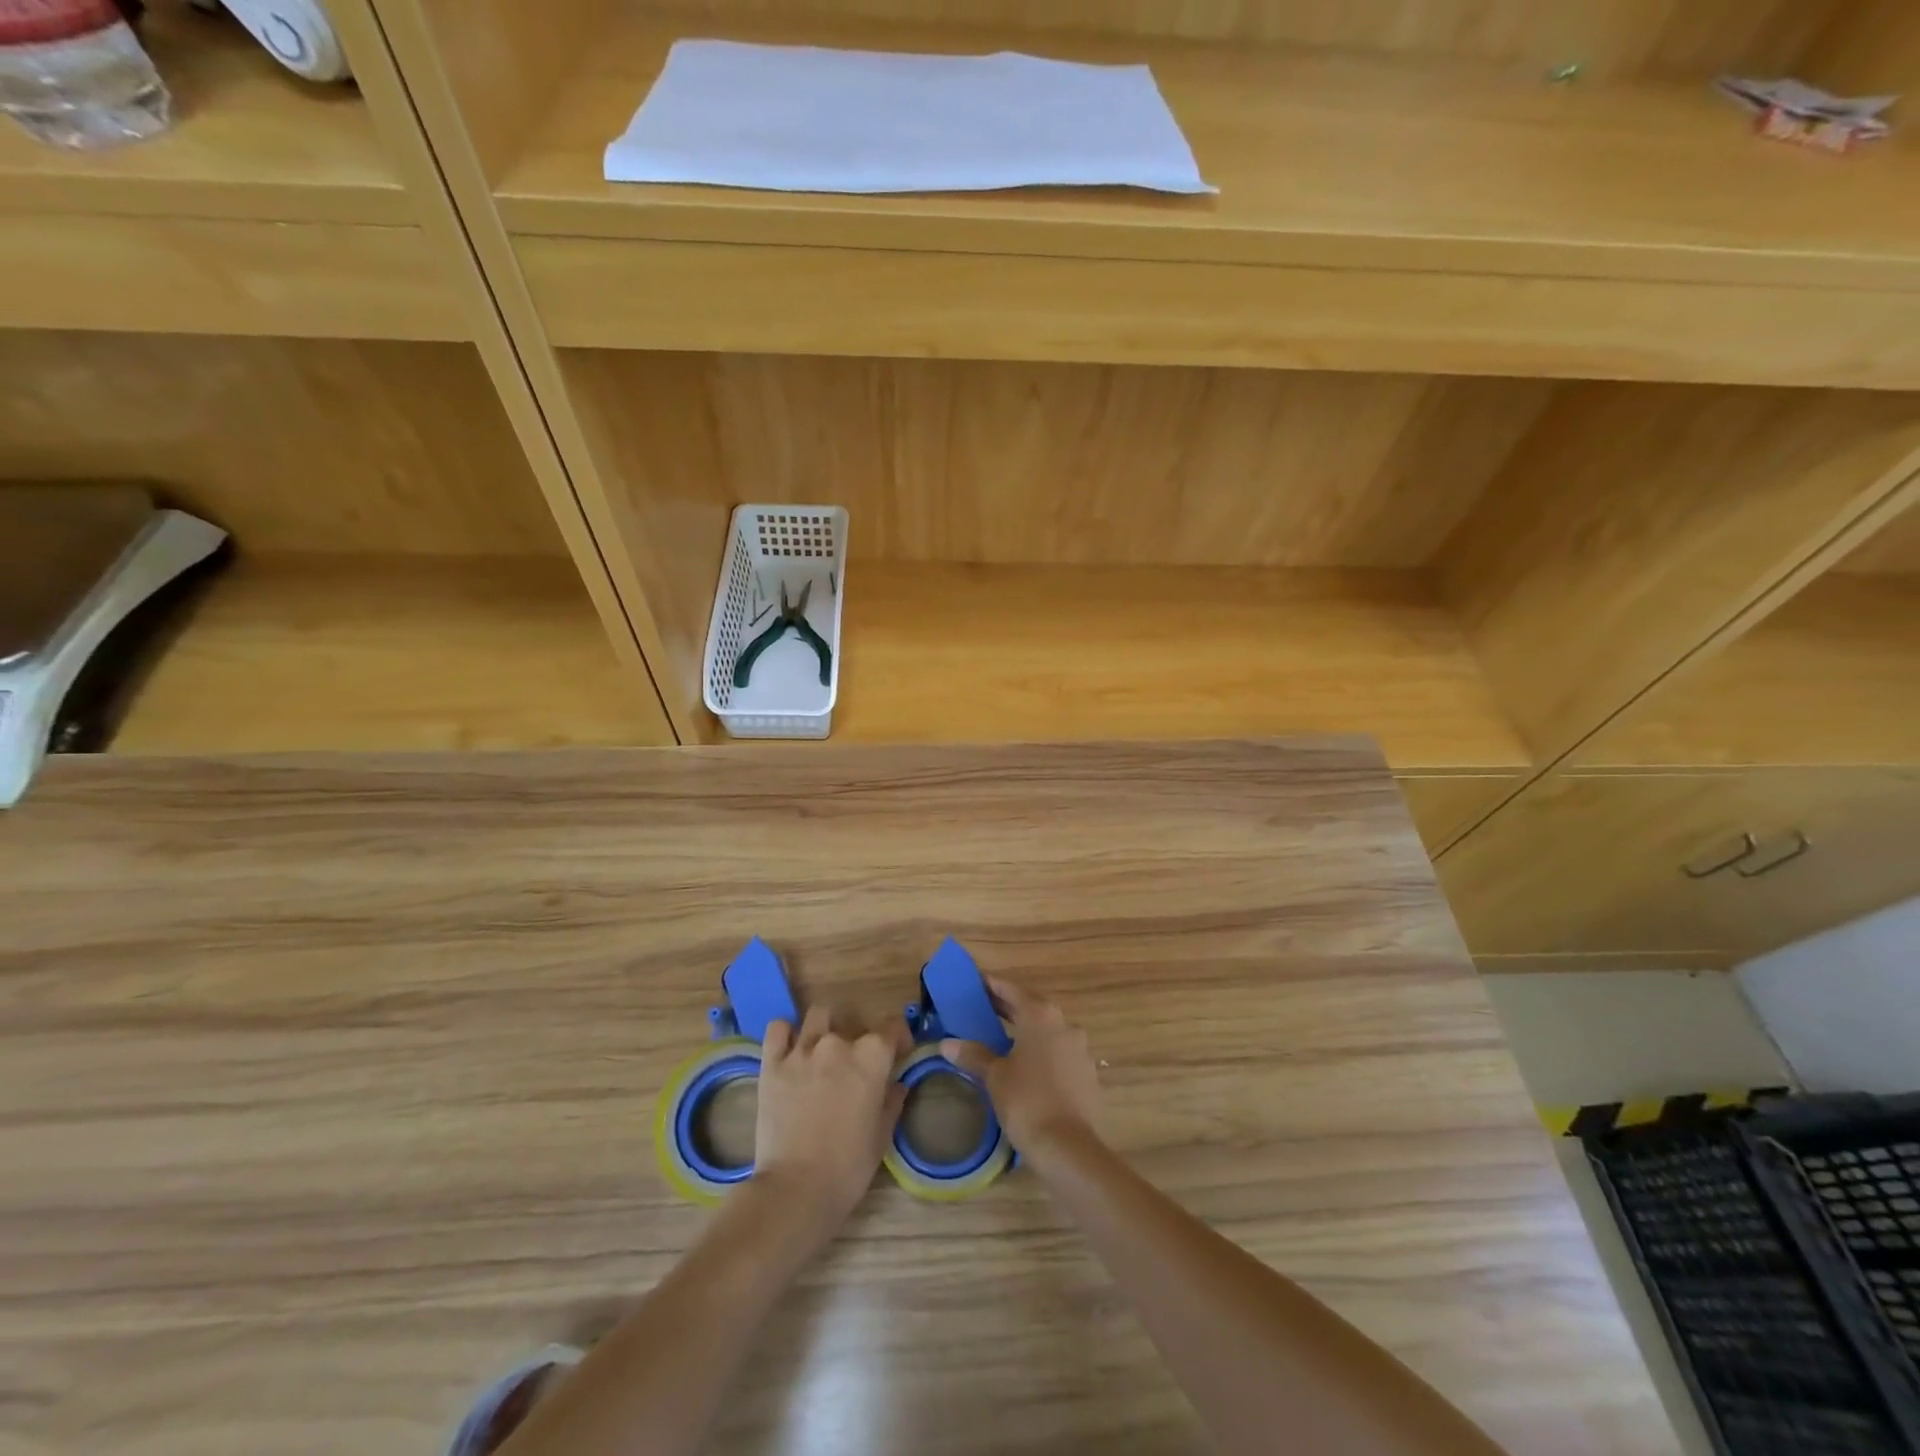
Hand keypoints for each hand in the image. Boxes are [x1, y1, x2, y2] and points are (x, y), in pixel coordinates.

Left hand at [751, 1008, 908, 1242]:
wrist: (796, 1190)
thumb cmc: (848, 1167)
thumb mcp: (881, 1136)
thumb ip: (891, 1102)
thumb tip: (897, 1084)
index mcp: (871, 1058)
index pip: (892, 1026)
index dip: (898, 1038)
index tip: (897, 1053)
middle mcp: (838, 1043)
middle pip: (853, 1023)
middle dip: (857, 1040)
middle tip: (853, 1068)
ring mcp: (802, 1050)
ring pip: (817, 1016)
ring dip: (824, 1029)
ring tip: (821, 1053)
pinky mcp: (772, 1063)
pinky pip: (778, 1029)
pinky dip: (785, 1034)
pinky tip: (790, 1050)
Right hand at [941, 977, 1100, 1160]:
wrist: (1069, 1148)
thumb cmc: (1027, 1102)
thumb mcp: (995, 1077)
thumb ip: (973, 1055)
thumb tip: (947, 1044)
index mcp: (1040, 1016)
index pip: (1012, 990)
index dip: (992, 985)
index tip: (976, 983)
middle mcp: (1064, 1024)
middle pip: (1032, 1007)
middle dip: (1008, 1007)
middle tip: (983, 1008)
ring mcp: (1079, 1049)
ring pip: (1048, 1030)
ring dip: (1027, 1030)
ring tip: (1002, 1038)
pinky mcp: (1087, 1073)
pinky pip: (1059, 1052)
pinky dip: (1042, 1051)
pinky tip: (1027, 1067)